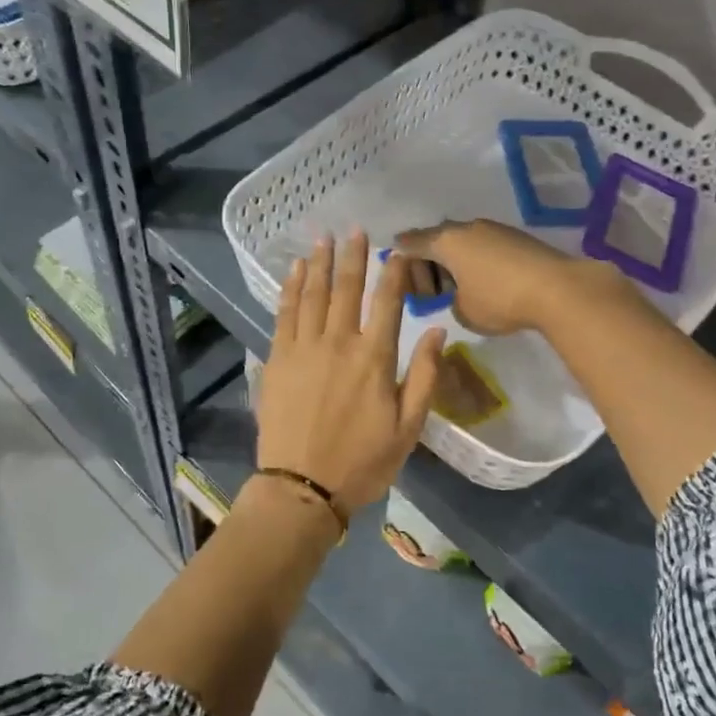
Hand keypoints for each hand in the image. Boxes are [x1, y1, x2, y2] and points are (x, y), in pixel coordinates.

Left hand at [256, 231, 445, 515]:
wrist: (302, 487)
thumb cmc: (362, 462)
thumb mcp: (408, 428)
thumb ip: (424, 377)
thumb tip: (438, 332)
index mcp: (374, 359)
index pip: (388, 302)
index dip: (394, 272)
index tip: (397, 250)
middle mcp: (339, 343)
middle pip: (347, 288)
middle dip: (353, 256)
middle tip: (355, 229)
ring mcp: (304, 348)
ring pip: (314, 294)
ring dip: (320, 263)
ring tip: (324, 238)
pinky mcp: (278, 359)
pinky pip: (285, 314)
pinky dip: (292, 288)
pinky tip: (296, 270)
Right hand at [395, 219, 602, 335]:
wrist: (557, 289)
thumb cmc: (500, 300)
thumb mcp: (463, 311)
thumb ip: (449, 301)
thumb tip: (458, 295)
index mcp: (446, 241)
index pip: (411, 243)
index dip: (399, 256)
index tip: (393, 267)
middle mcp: (466, 228)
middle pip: (436, 239)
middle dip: (428, 263)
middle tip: (429, 292)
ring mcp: (494, 229)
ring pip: (462, 241)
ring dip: (454, 261)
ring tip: (457, 288)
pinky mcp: (515, 237)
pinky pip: (483, 246)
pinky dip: (475, 261)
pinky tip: (483, 282)